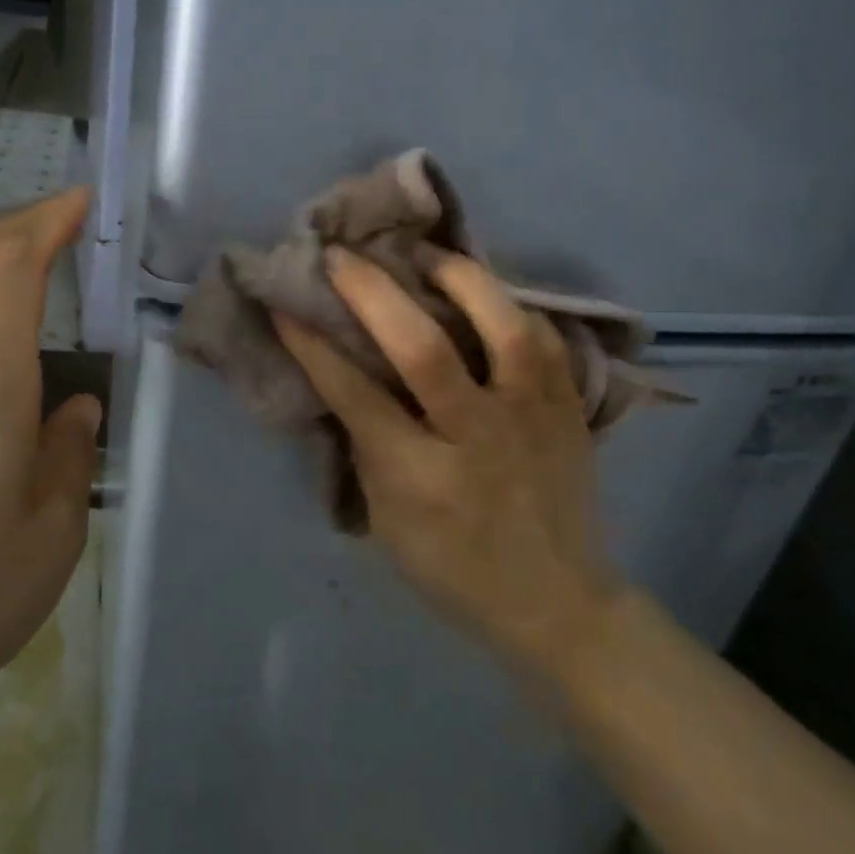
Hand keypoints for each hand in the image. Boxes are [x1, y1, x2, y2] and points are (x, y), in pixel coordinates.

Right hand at [274, 248, 622, 676]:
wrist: (557, 601)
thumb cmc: (454, 568)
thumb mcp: (388, 521)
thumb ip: (367, 446)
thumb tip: (342, 375)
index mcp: (423, 478)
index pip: (357, 396)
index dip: (314, 345)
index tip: (284, 304)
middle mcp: (479, 437)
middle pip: (425, 349)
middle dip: (373, 293)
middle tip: (341, 256)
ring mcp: (533, 417)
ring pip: (502, 326)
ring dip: (458, 278)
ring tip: (424, 252)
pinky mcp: (570, 407)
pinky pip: (543, 337)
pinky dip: (508, 304)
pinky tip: (480, 291)